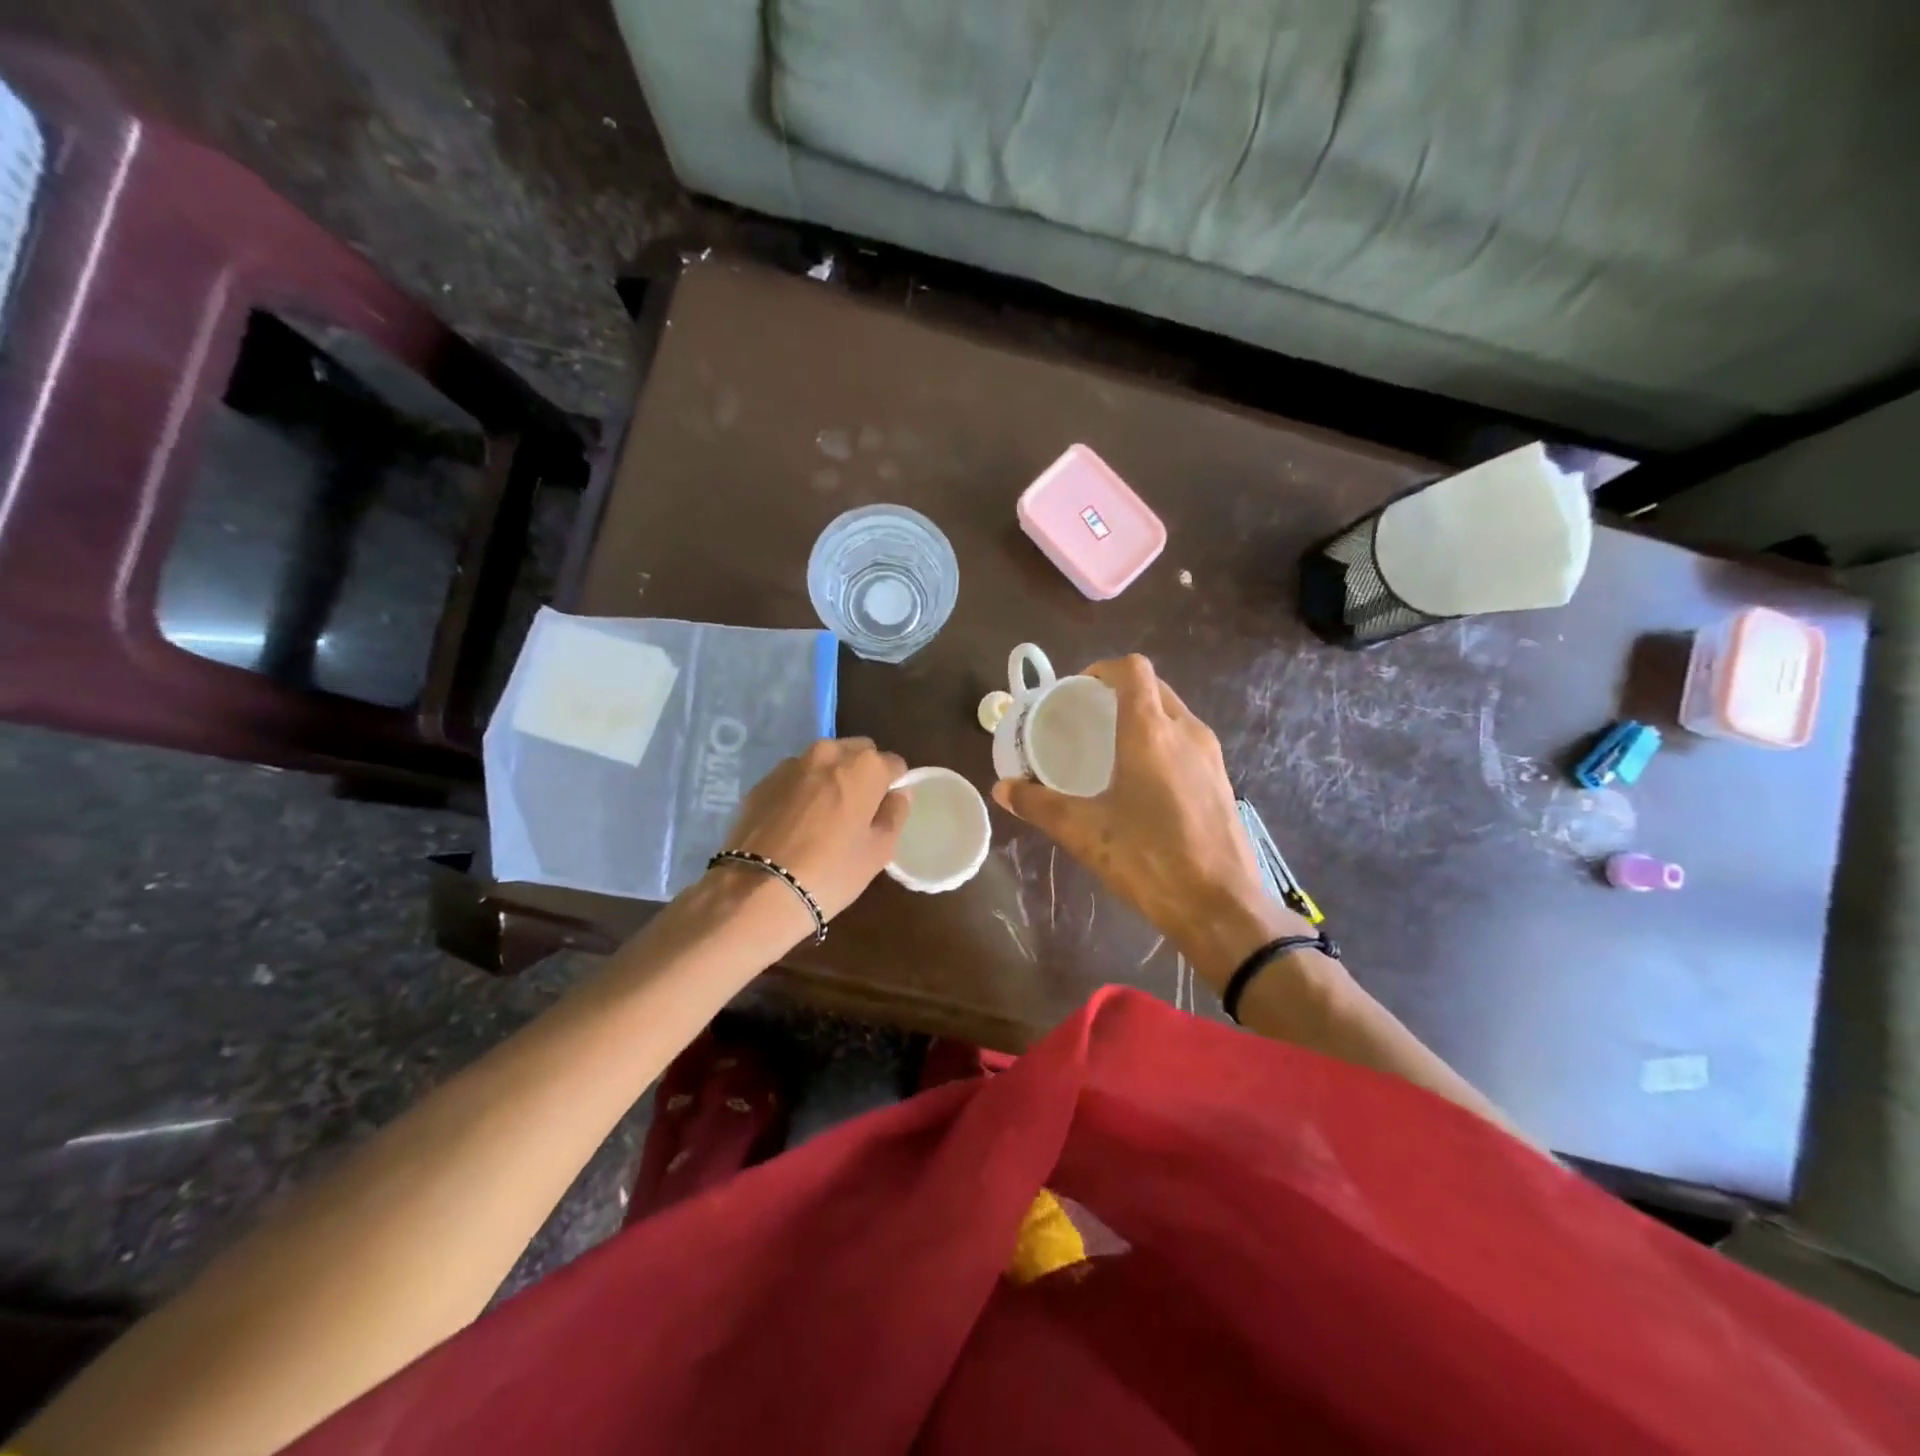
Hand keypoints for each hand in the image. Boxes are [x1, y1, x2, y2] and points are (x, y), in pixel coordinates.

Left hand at [718, 738, 909, 926]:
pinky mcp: (762, 781)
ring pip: (823, 762)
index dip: (893, 786)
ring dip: (829, 778)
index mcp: (864, 766)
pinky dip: (801, 790)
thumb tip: (898, 795)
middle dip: (862, 773)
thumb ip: (895, 814)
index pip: (893, 764)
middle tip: (857, 810)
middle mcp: (828, 753)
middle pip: (857, 752)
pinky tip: (795, 823)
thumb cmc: (832, 871)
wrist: (760, 889)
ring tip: (823, 816)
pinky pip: (794, 777)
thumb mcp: (879, 850)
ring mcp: (791, 764)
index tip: (886, 810)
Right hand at [993, 655, 1310, 987]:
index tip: (1077, 691)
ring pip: (1174, 714)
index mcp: (1150, 732)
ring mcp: (1210, 756)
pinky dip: (1162, 742)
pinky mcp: (1222, 780)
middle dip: (1120, 692)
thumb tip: (1002, 789)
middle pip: (1154, 688)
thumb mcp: (1084, 832)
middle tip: (1087, 718)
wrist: (1221, 906)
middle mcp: (1186, 732)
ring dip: (1143, 717)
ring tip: (1111, 747)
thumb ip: (1039, 805)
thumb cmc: (1149, 859)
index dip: (1103, 670)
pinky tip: (1142, 781)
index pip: (1132, 670)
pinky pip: (1188, 742)